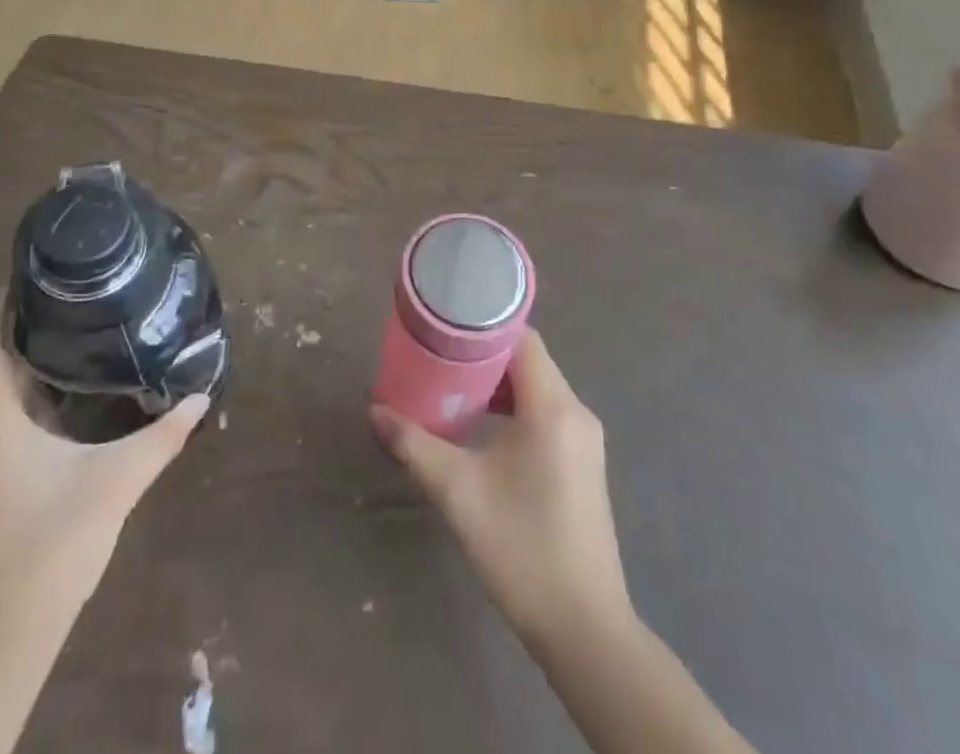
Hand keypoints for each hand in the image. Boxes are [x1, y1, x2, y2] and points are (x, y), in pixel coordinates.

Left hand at [0, 294, 208, 628]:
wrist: (4, 638)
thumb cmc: (50, 547)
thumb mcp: (115, 483)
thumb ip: (162, 436)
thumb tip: (201, 394)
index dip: (3, 299)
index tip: (40, 267)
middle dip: (29, 318)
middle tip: (80, 288)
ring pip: (2, 387)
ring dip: (34, 353)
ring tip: (84, 322)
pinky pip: (11, 413)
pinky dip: (37, 387)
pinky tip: (78, 387)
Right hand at [371, 333, 630, 650]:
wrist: (584, 630)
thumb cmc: (522, 549)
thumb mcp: (459, 493)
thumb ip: (415, 445)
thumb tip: (375, 411)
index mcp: (554, 407)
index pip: (521, 338)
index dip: (482, 328)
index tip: (443, 329)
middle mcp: (576, 412)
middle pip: (527, 360)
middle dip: (482, 357)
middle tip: (437, 360)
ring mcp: (583, 439)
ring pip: (535, 388)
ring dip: (496, 385)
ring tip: (450, 390)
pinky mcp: (581, 462)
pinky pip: (545, 413)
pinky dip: (512, 409)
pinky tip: (481, 429)